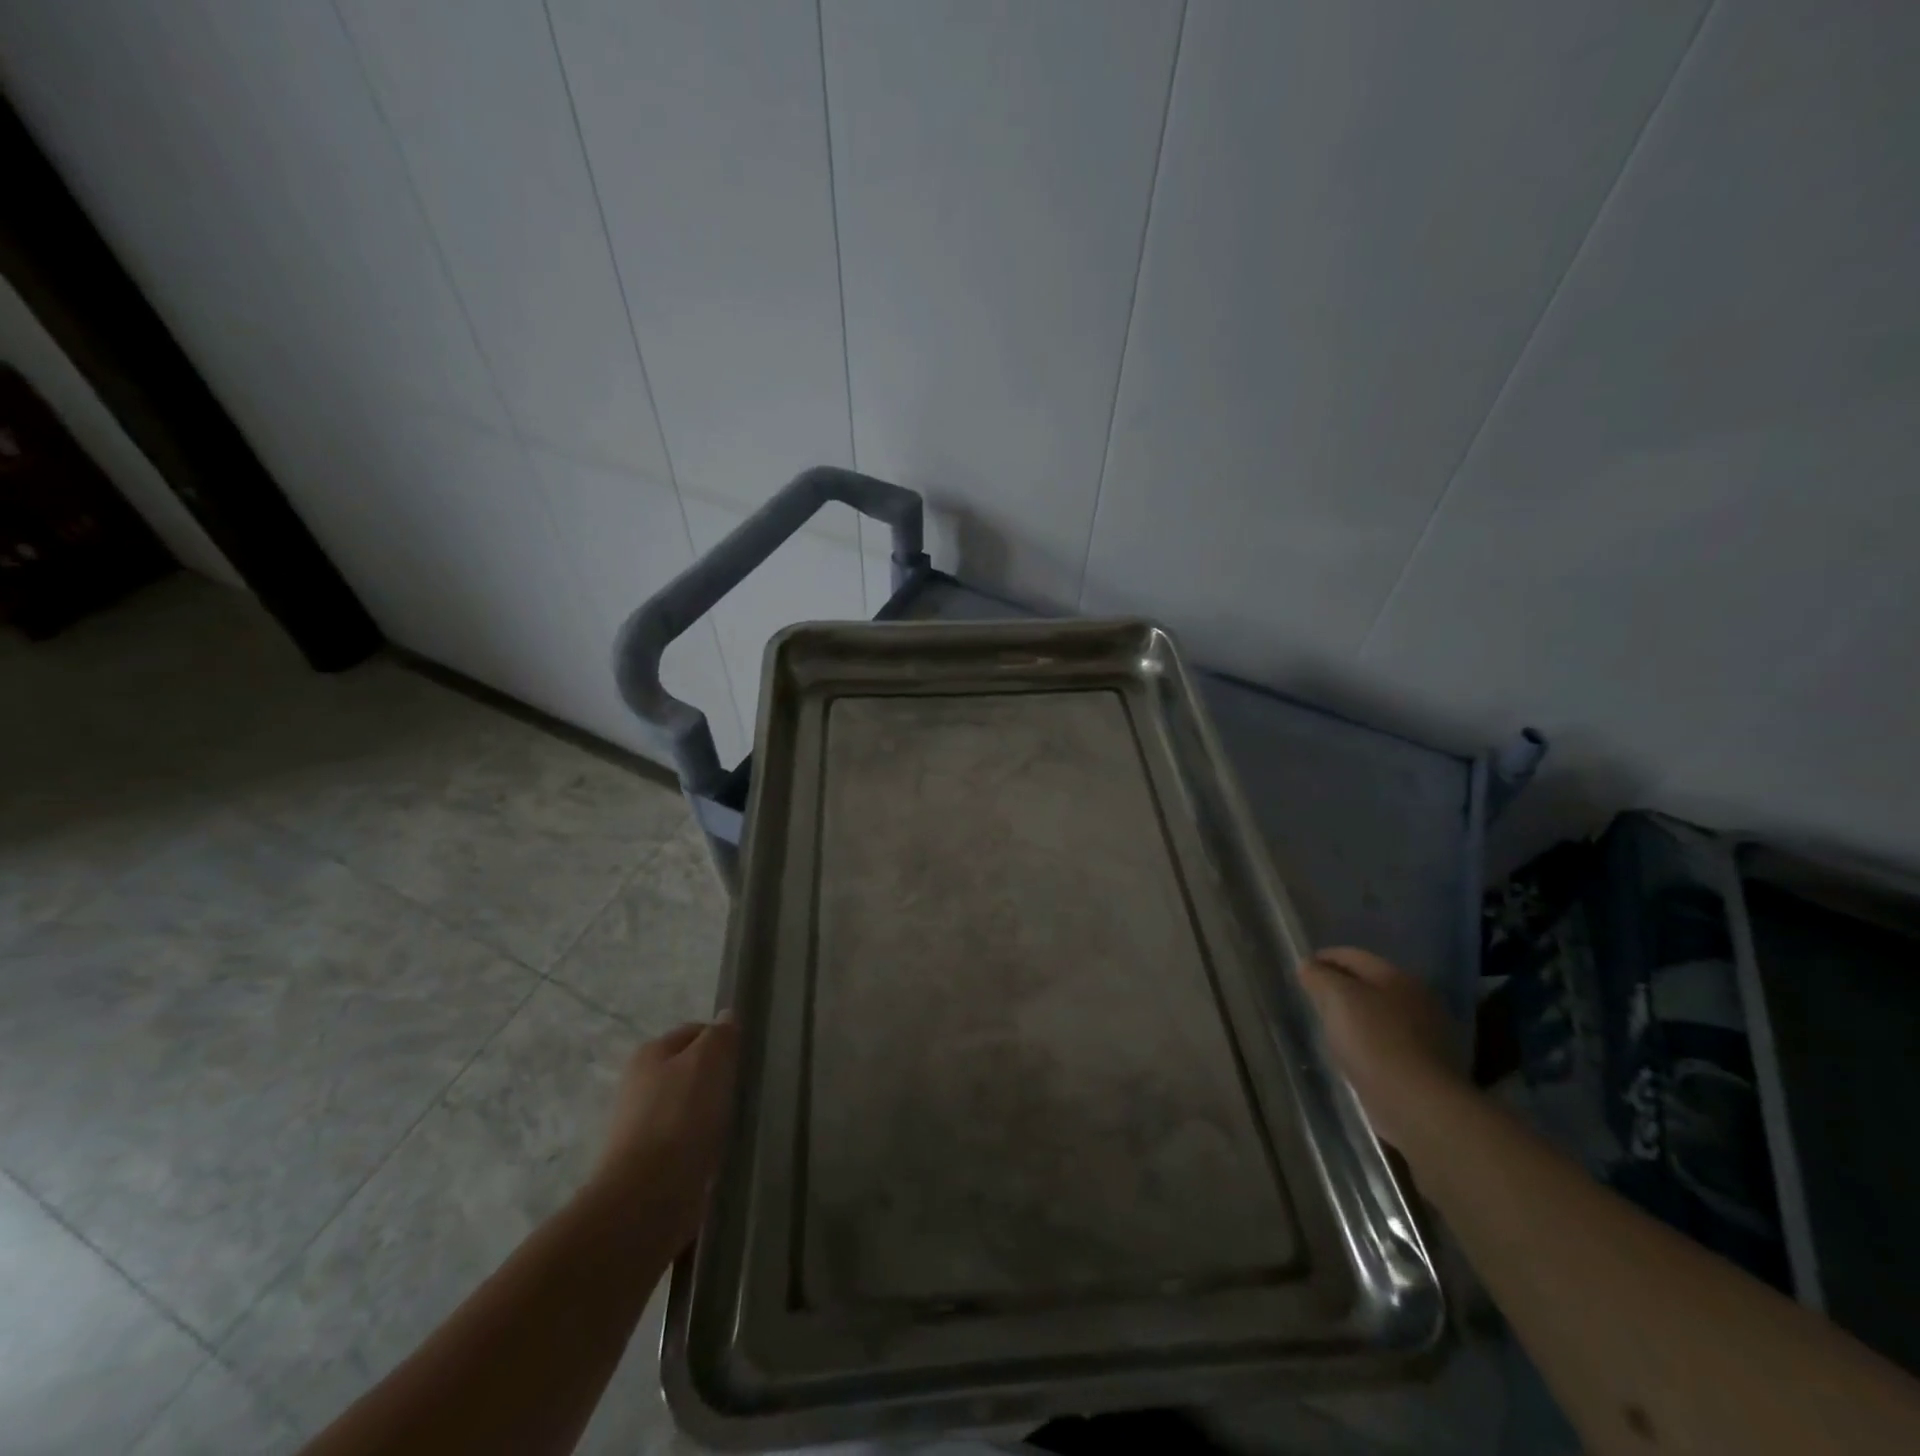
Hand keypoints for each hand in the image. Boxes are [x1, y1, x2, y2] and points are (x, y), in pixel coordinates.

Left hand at [591, 1016, 739, 1250]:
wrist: (648, 1197)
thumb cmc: (681, 1116)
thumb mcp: (710, 1061)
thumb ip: (721, 1036)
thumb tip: (727, 1017)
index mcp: (650, 1053)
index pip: (695, 1032)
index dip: (722, 1041)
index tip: (745, 1060)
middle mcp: (639, 1084)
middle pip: (690, 1070)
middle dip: (717, 1079)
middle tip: (743, 1092)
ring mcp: (641, 1126)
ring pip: (688, 1107)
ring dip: (710, 1114)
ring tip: (735, 1125)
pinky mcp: (648, 1163)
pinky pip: (684, 1141)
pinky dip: (701, 1144)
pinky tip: (718, 1153)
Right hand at [1299, 947, 1467, 1149]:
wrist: (1418, 1105)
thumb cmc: (1374, 1041)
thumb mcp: (1337, 998)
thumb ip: (1319, 976)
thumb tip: (1308, 965)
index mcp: (1397, 977)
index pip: (1353, 955)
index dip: (1324, 958)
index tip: (1301, 970)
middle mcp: (1416, 999)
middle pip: (1369, 983)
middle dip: (1340, 986)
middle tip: (1312, 997)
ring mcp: (1426, 1034)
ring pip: (1378, 1013)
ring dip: (1354, 1015)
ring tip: (1328, 1026)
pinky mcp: (1425, 1065)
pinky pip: (1387, 1041)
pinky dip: (1368, 1041)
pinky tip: (1353, 1053)